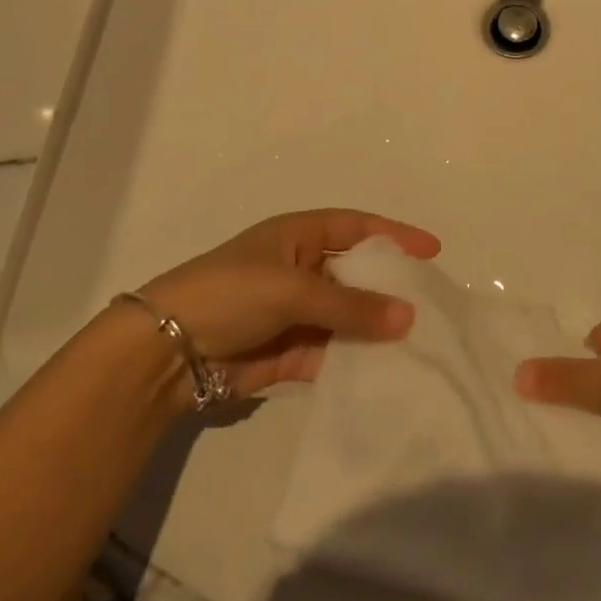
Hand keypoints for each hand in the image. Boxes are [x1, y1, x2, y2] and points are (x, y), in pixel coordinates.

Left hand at [139, 209, 439, 397]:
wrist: (167, 351)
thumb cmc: (232, 293)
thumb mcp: (293, 289)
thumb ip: (350, 305)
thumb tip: (408, 316)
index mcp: (299, 236)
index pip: (357, 228)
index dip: (394, 236)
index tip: (432, 250)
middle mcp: (301, 270)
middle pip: (356, 276)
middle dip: (390, 289)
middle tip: (433, 305)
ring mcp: (296, 313)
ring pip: (348, 318)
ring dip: (375, 330)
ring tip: (419, 344)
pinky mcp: (289, 353)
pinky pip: (332, 353)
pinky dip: (354, 362)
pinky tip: (383, 372)